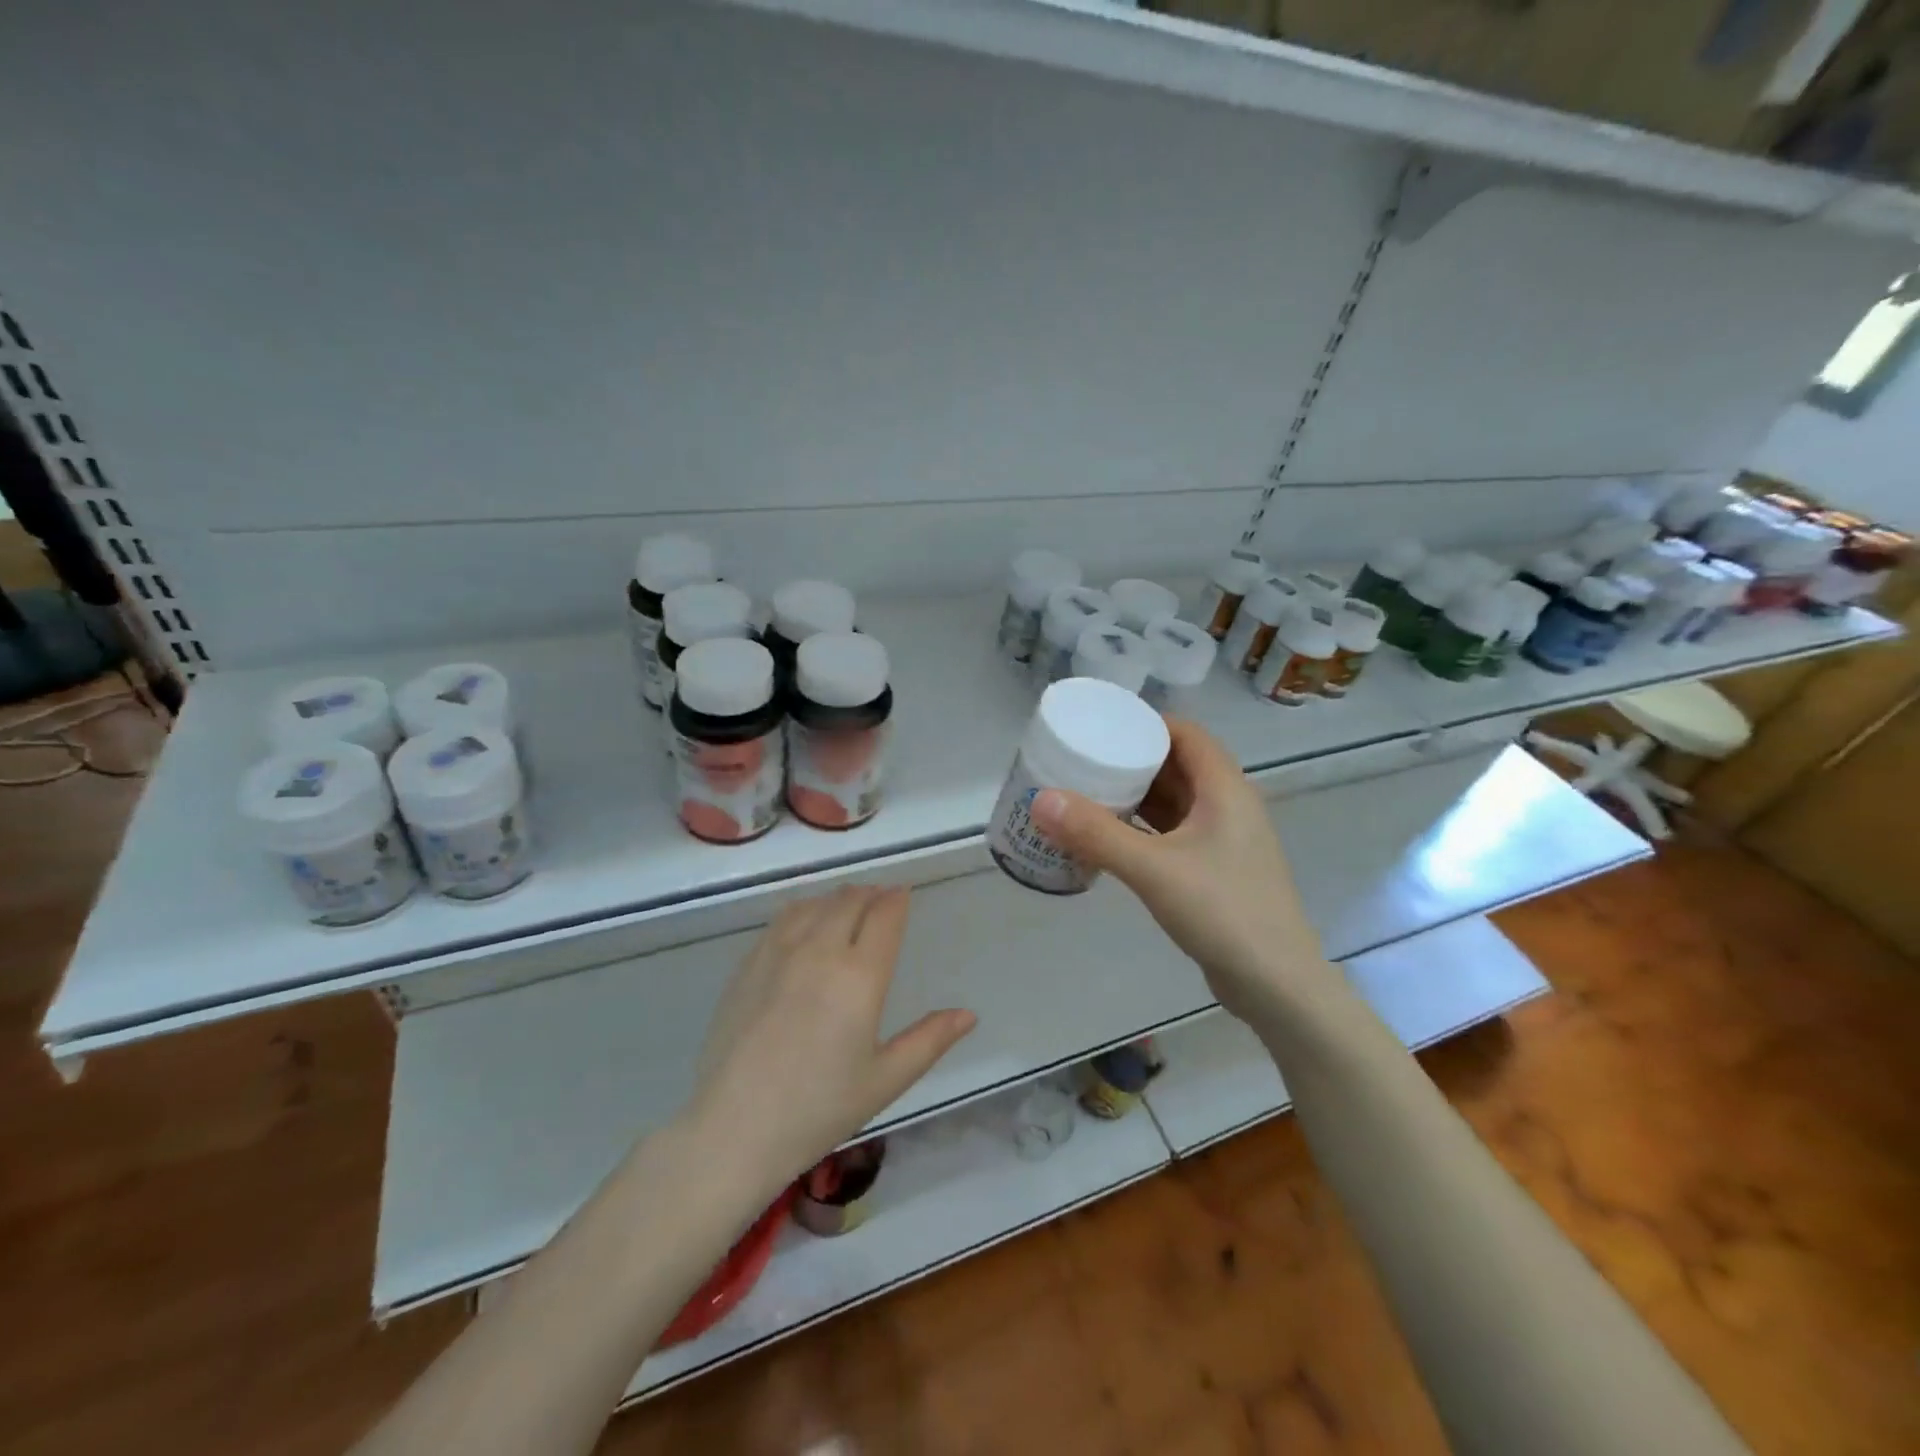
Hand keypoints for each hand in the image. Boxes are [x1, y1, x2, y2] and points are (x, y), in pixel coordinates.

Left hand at [688, 885, 975, 1188]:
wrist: (733, 1129)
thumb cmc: (818, 1110)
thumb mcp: (884, 1080)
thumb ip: (929, 1040)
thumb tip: (968, 1014)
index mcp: (860, 977)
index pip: (886, 914)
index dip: (898, 900)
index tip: (904, 897)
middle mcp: (821, 951)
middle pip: (851, 899)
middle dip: (872, 895)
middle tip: (881, 904)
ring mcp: (779, 952)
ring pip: (817, 903)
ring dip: (839, 899)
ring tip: (849, 909)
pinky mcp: (749, 963)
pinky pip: (785, 917)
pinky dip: (806, 909)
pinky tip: (808, 925)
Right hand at [1030, 718, 1323, 1020]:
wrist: (1276, 985)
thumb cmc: (1223, 912)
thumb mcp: (1153, 869)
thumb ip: (1096, 834)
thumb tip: (1040, 799)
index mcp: (1225, 789)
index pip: (1187, 734)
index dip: (1147, 723)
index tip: (1102, 725)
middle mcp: (1228, 806)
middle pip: (1177, 765)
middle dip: (1132, 759)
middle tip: (1083, 759)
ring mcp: (1223, 840)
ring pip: (1174, 802)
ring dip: (1136, 796)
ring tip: (1087, 793)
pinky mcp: (1214, 870)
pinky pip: (1172, 834)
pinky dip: (1142, 829)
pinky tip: (1109, 838)